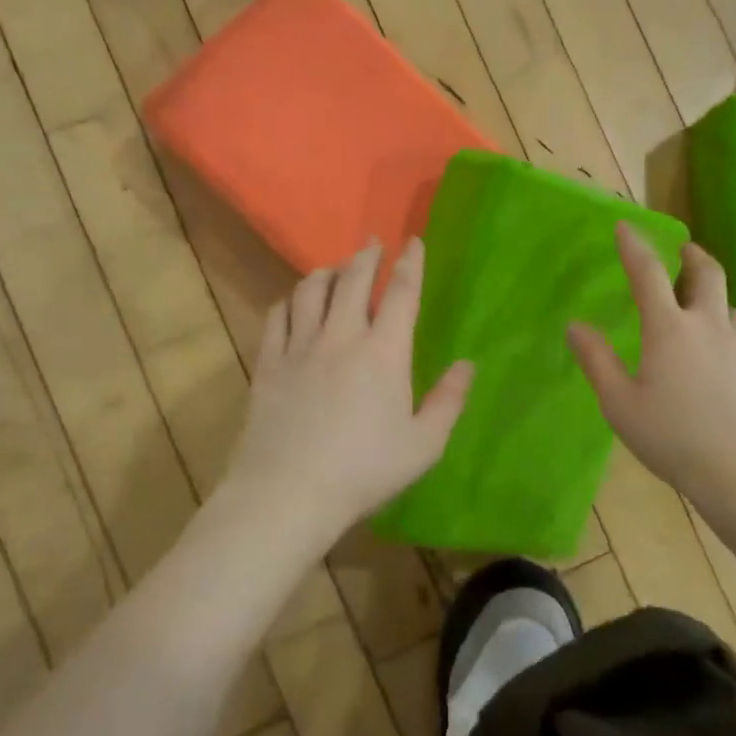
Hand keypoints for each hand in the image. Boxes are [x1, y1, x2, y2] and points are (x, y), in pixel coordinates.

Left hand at [221, 237, 473, 542]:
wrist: (287, 493)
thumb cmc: (363, 472)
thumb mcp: (423, 446)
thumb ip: (448, 401)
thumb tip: (466, 365)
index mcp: (384, 353)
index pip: (402, 294)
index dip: (410, 264)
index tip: (413, 242)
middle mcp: (341, 337)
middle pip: (354, 280)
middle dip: (367, 256)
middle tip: (372, 243)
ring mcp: (299, 346)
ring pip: (312, 290)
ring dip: (327, 272)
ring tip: (335, 269)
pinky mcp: (268, 362)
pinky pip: (278, 315)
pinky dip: (290, 300)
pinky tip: (295, 302)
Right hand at [568, 223, 735, 519]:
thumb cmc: (672, 438)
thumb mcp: (619, 404)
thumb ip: (596, 361)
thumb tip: (575, 325)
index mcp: (669, 329)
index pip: (647, 273)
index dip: (634, 245)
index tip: (625, 225)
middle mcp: (710, 325)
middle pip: (707, 273)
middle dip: (692, 255)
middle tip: (684, 250)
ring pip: (732, 308)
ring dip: (716, 302)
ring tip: (705, 314)